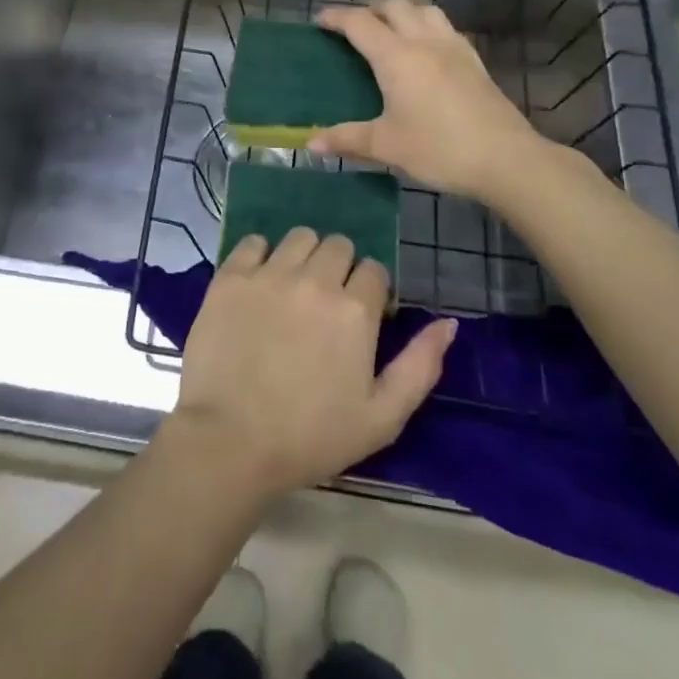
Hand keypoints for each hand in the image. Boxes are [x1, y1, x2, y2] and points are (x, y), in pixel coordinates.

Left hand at [168, 228, 455, 499]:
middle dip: (340, 268)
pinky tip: (259, 283)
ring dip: (304, 255)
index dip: (371, 292)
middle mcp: (315, 279)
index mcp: (355, 310)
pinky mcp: (231, 276)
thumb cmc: (311, 436)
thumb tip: (448, 323)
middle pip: (338, 245)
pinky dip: (260, 255)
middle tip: (326, 304)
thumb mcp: (382, 417)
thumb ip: (421, 366)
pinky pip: (253, 242)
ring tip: (294, 288)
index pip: (375, 270)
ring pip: (299, 237)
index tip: (360, 318)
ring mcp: (269, 273)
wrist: (230, 440)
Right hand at [311, 0, 548, 205]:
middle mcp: (424, 42)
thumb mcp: (386, 146)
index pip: (359, 23)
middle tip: (355, 30)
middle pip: (394, 6)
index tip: (319, 21)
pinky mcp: (475, 61)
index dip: (336, 17)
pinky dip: (427, 27)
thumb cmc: (439, 148)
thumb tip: (311, 144)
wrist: (507, 159)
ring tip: (391, 33)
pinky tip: (426, 53)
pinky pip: (446, 28)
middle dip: (370, 10)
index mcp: (397, 57)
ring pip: (425, 10)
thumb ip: (347, 140)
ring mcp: (454, 48)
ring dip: (403, 13)